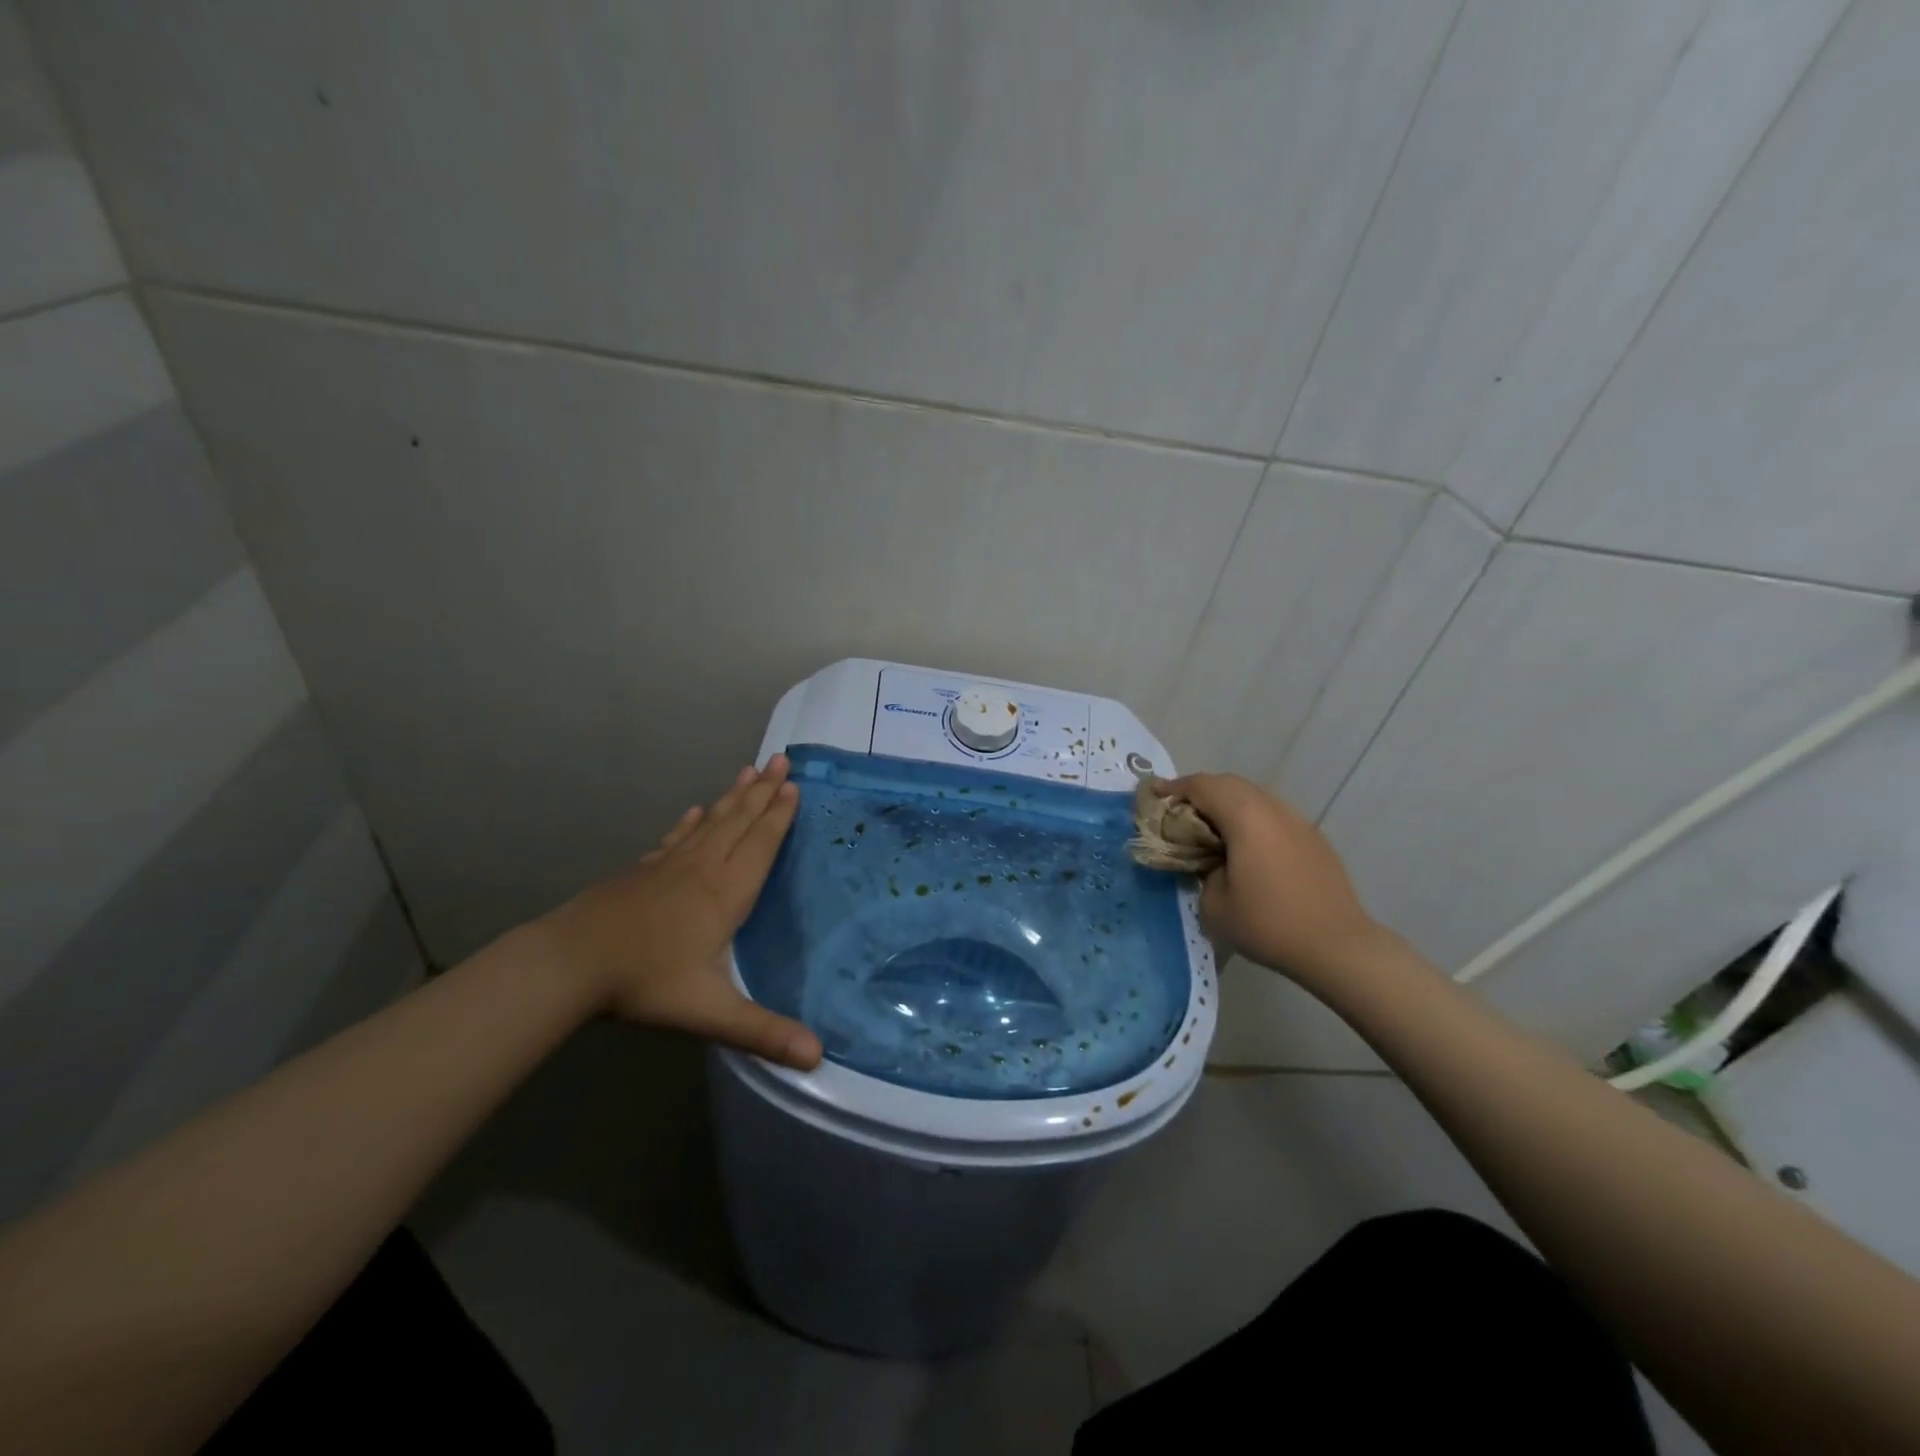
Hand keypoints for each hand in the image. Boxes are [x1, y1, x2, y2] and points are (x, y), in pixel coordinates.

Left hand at [535, 754, 823, 1069]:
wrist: (570, 963)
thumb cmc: (645, 982)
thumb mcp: (710, 1012)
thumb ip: (763, 1032)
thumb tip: (818, 1057)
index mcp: (724, 893)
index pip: (760, 844)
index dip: (779, 815)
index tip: (794, 785)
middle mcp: (702, 869)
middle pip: (739, 821)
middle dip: (762, 791)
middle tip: (781, 759)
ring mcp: (669, 867)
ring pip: (711, 822)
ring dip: (733, 796)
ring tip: (748, 770)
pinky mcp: (643, 872)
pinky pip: (676, 838)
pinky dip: (690, 821)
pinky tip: (694, 810)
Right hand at [1161, 773, 1382, 984]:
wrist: (1337, 946)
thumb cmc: (1269, 924)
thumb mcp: (1215, 904)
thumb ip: (1203, 871)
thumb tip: (1211, 862)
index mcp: (1245, 817)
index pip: (1202, 786)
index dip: (1174, 787)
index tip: (1153, 794)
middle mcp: (1272, 809)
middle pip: (1229, 784)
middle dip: (1199, 792)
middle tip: (1177, 811)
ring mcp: (1297, 821)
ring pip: (1254, 797)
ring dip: (1227, 804)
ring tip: (1210, 829)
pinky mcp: (1313, 838)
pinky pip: (1272, 815)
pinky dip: (1250, 819)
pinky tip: (1245, 847)